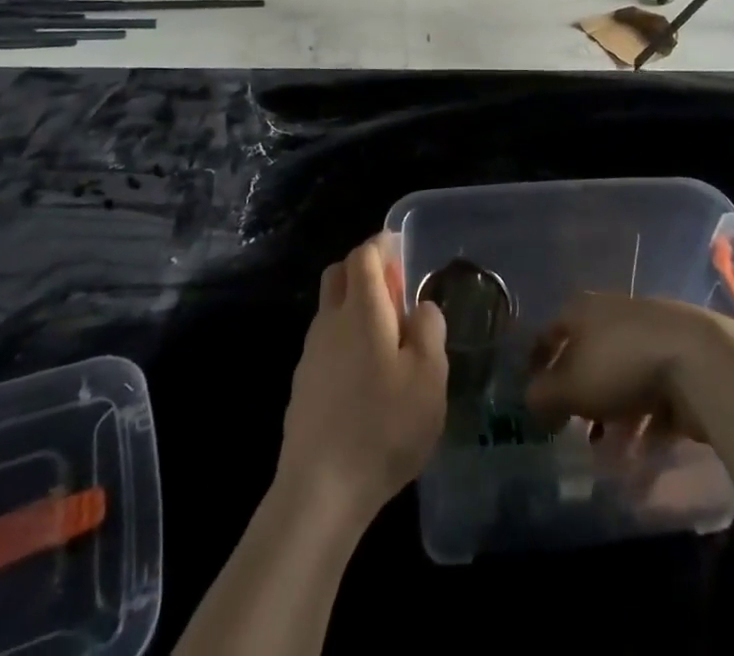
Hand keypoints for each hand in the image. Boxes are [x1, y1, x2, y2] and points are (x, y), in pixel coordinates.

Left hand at [276, 234, 447, 529]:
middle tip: (395, 287)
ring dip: (354, 304)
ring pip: (330, 309)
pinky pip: (326, 342)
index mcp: (360, 309)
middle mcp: (330, 321)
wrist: (320, 490)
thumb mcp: (429, 376)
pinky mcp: (303, 385)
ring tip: (387, 334)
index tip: (399, 246)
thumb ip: (429, 330)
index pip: (363, 255)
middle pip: (339, 274)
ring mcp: (311, 353)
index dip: (381, 244)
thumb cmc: (383, 425)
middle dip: (364, 268)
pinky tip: (366, 373)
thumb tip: (420, 307)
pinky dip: (345, 337)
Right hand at [526, 293, 733, 443]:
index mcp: (583, 309)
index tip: (532, 395)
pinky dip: (643, 425)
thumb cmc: (621, 364)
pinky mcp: (678, 364)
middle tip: (570, 429)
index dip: (537, 362)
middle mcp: (614, 316)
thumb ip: (544, 396)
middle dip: (579, 395)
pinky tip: (639, 456)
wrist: (698, 361)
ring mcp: (649, 338)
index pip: (551, 332)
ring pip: (620, 381)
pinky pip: (651, 397)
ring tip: (607, 455)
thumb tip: (528, 401)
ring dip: (611, 418)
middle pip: (588, 356)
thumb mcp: (571, 385)